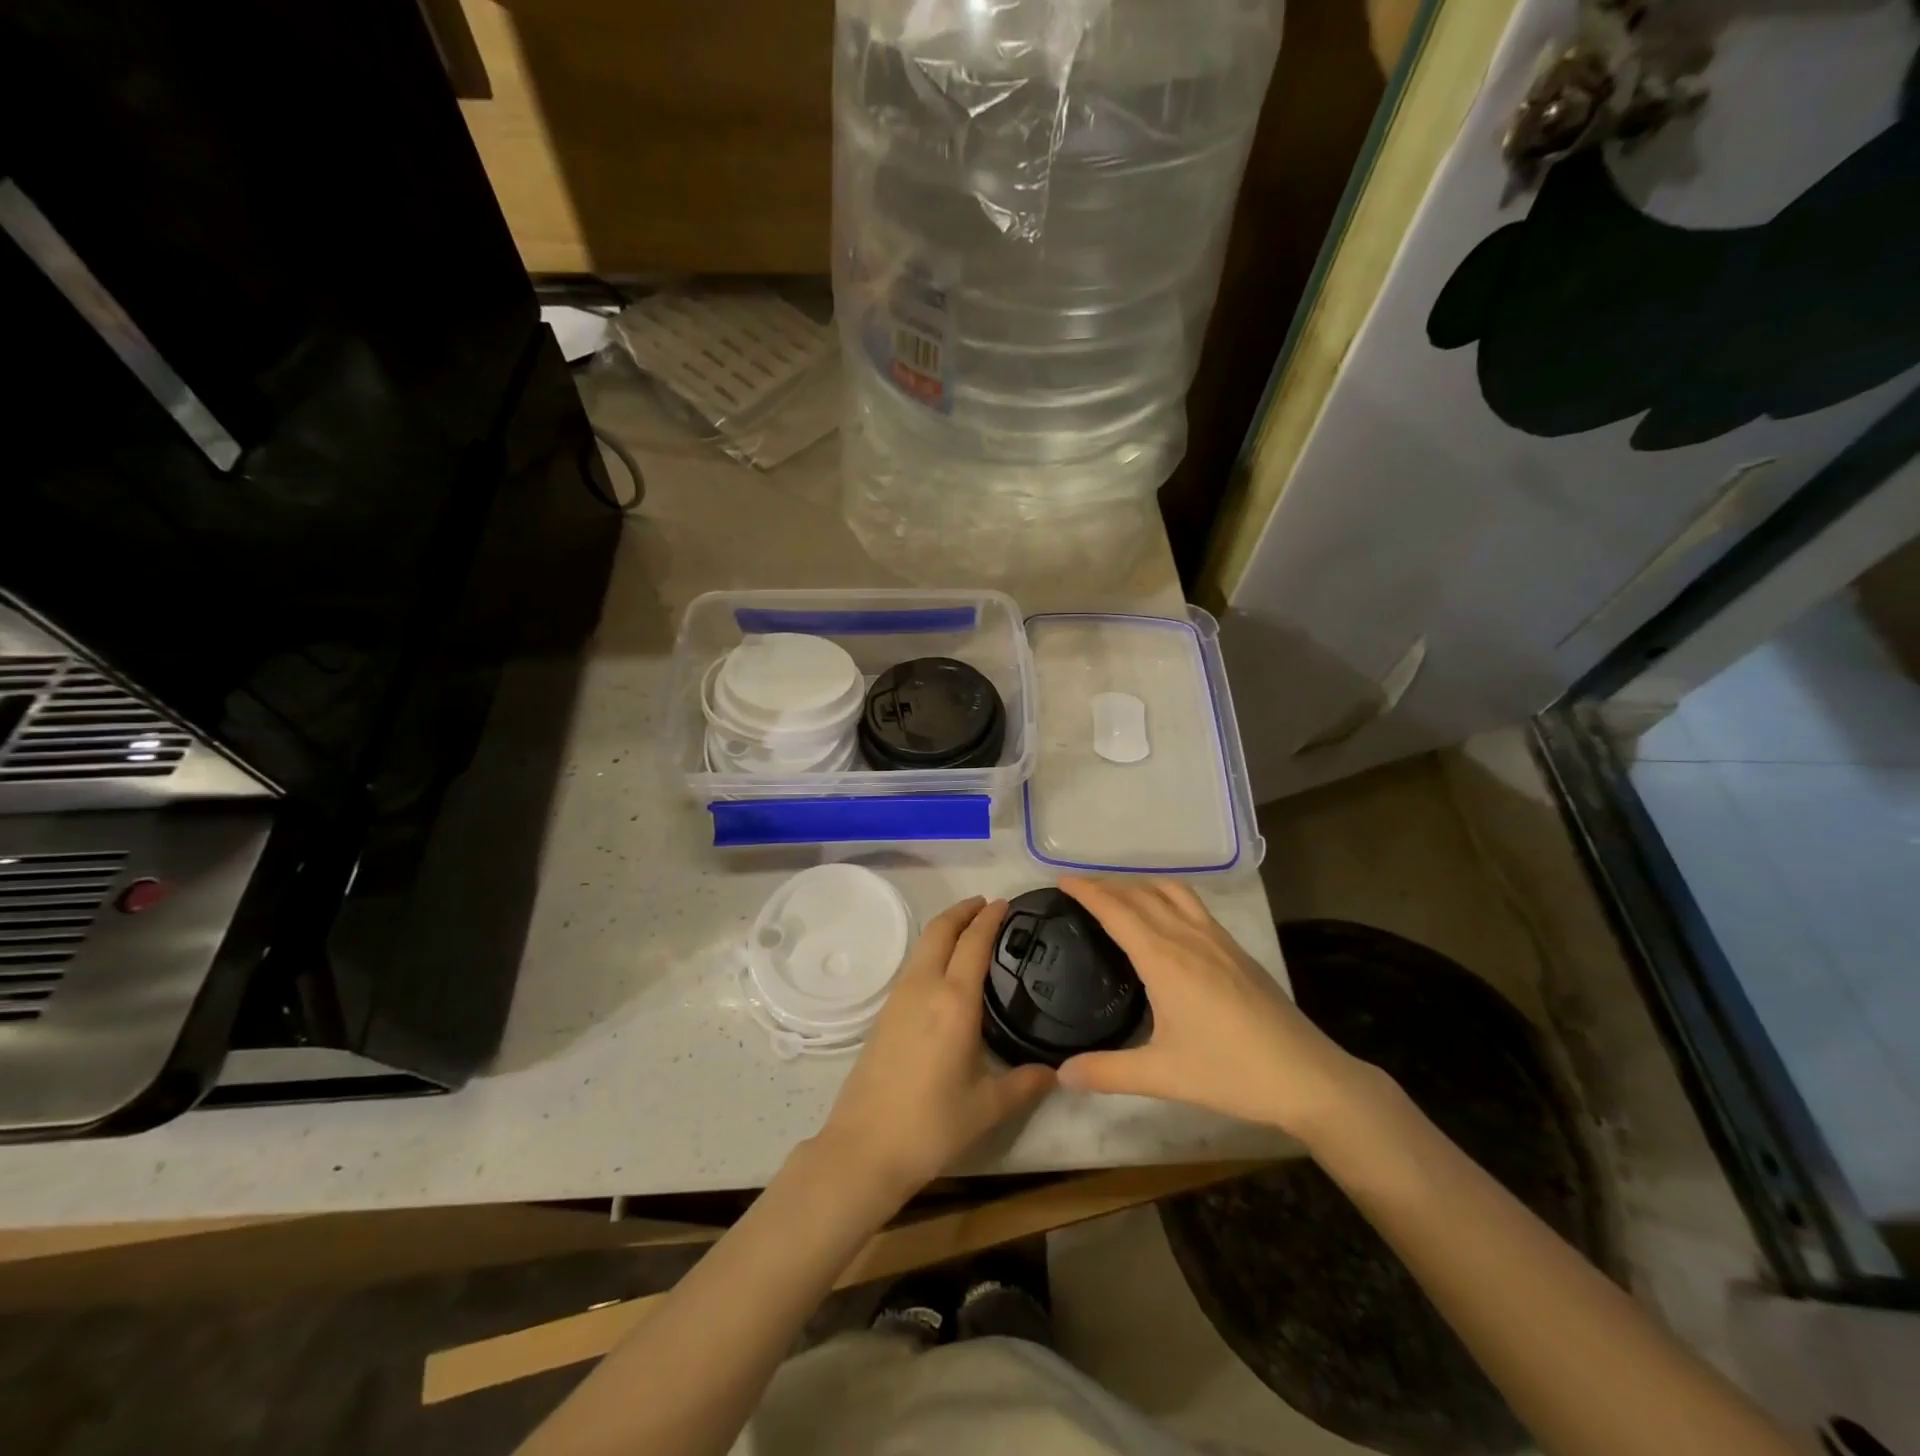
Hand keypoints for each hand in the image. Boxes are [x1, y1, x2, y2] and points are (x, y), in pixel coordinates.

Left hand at [816, 897, 1054, 1208]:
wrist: (864, 1147)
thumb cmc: (931, 1125)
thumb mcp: (987, 1107)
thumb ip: (1025, 1084)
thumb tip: (1056, 1072)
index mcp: (954, 1001)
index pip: (973, 943)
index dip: (989, 919)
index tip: (1004, 903)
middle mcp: (924, 988)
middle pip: (940, 930)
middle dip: (962, 911)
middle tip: (985, 905)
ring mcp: (898, 998)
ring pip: (922, 945)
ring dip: (945, 928)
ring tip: (967, 930)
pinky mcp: (883, 1013)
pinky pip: (912, 965)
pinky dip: (931, 949)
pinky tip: (943, 969)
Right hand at [1055, 877, 1370, 1141]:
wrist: (1307, 1075)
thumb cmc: (1230, 1072)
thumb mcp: (1162, 1075)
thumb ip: (1107, 1072)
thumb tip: (1061, 1074)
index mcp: (1164, 958)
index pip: (1116, 910)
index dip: (1087, 891)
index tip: (1061, 880)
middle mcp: (1188, 937)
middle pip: (1141, 894)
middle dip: (1107, 885)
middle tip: (1079, 888)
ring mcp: (1216, 939)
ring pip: (1171, 892)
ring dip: (1140, 885)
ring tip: (1119, 895)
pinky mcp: (1236, 950)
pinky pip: (1193, 905)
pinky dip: (1167, 896)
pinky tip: (1167, 919)